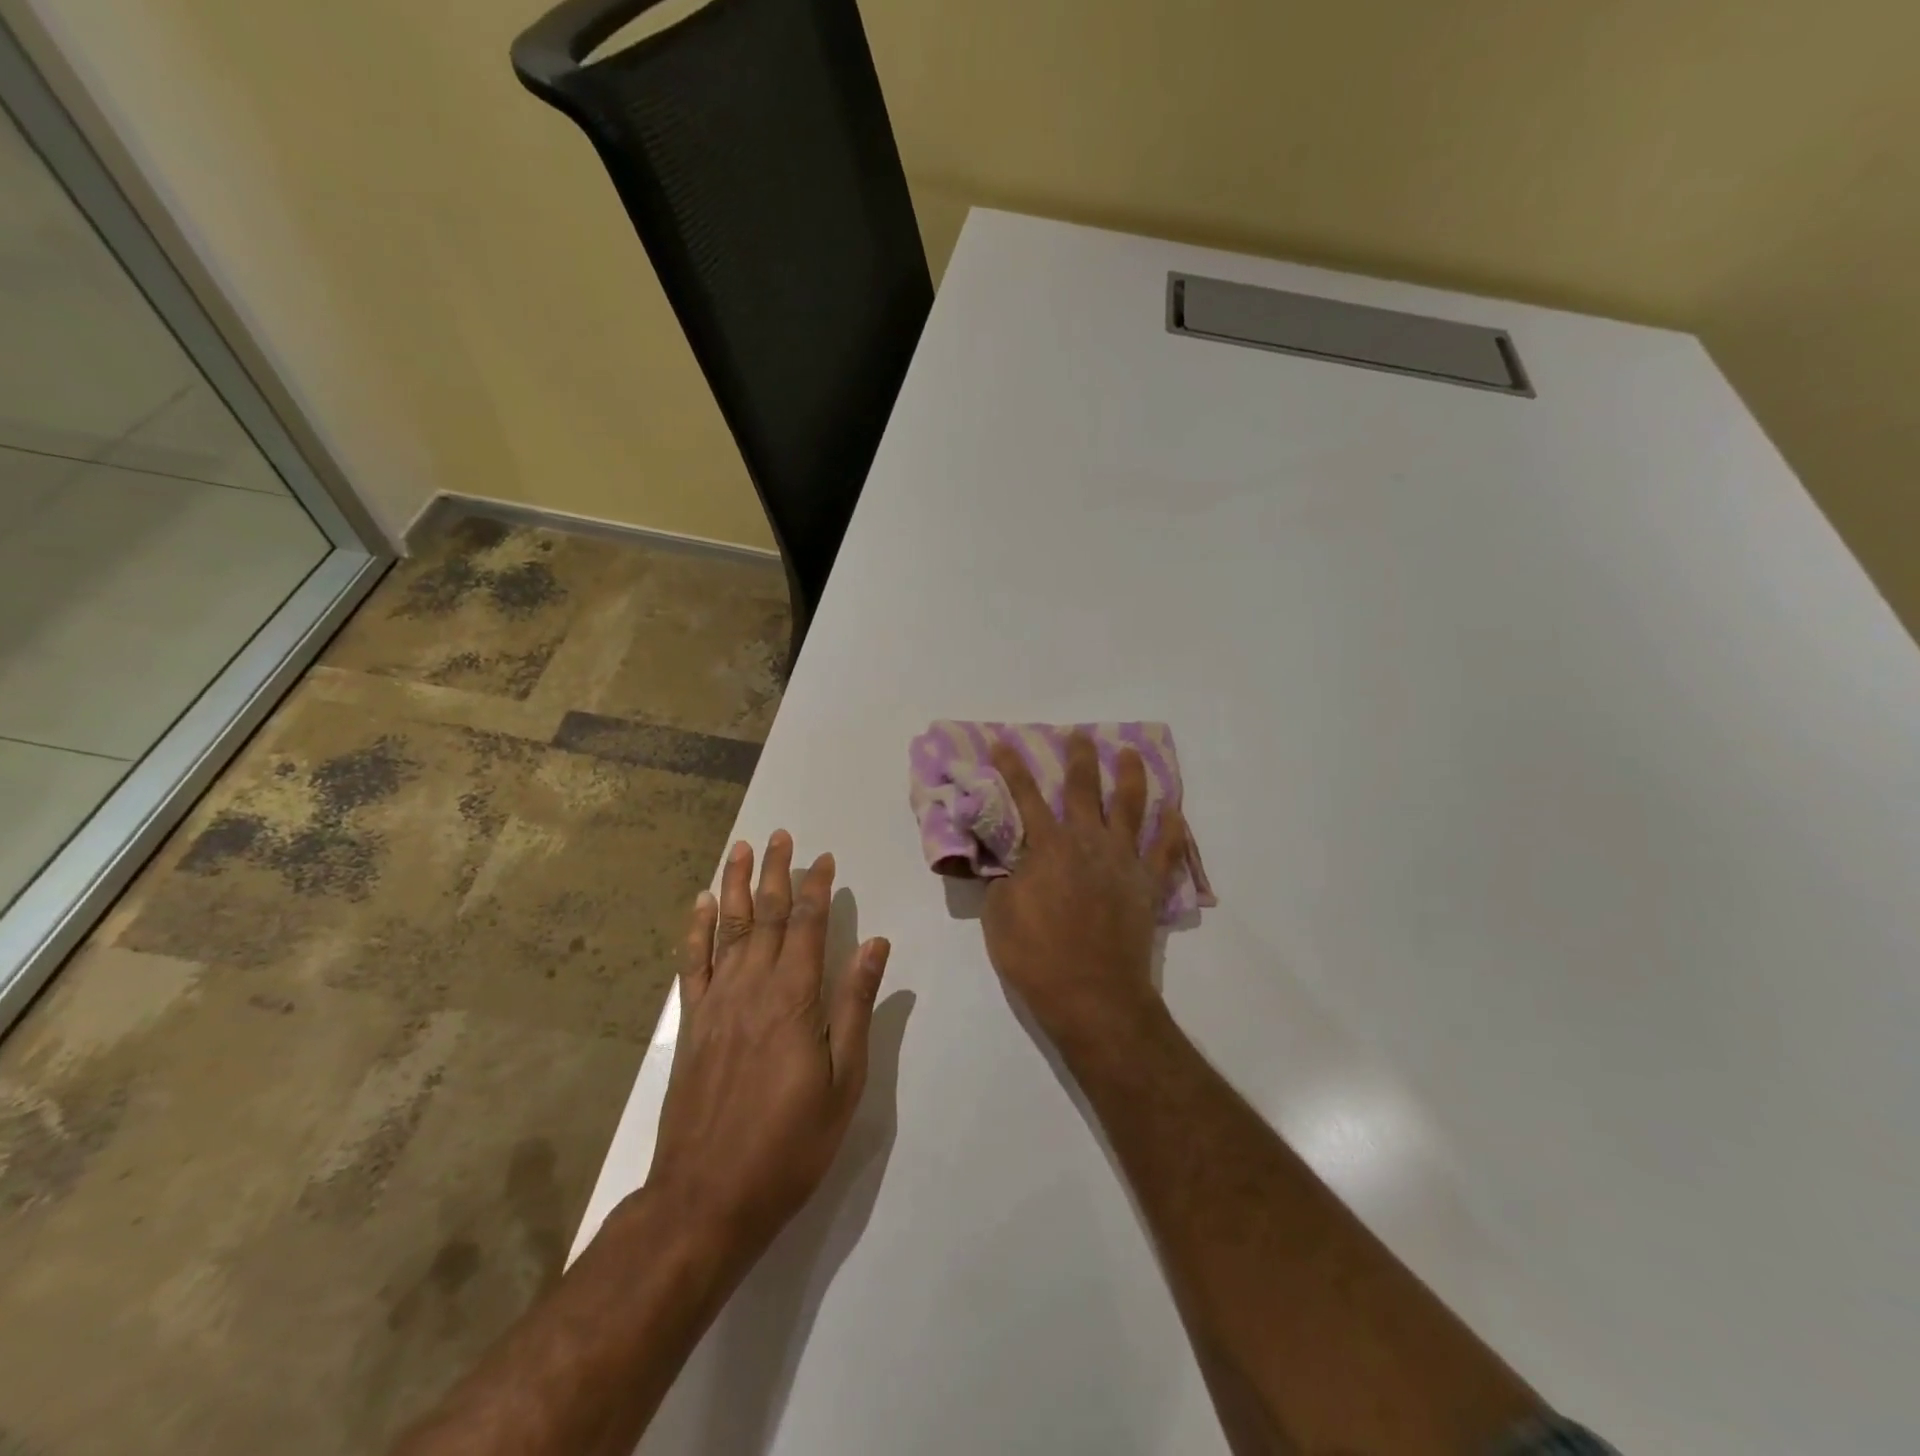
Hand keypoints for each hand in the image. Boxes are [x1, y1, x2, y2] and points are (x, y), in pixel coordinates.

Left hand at [648, 831, 890, 1265]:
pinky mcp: (693, 1024)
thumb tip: (874, 945)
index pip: (807, 925)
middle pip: (765, 915)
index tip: (823, 858)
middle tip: (780, 835)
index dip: (816, 888)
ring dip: (734, 885)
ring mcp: (717, 1003)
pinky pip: (693, 964)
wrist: (707, 1196)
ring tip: (740, 849)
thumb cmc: (790, 1143)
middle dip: (775, 873)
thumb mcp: (844, 1082)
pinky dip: (697, 929)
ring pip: (727, 928)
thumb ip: (856, 1007)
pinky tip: (700, 904)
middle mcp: (753, 987)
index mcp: (795, 999)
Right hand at [983, 734, 1186, 1049]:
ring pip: (1131, 807)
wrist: (1093, 995)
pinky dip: (1173, 829)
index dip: (1012, 768)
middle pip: (1084, 789)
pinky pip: (1166, 850)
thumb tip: (1008, 859)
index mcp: (1048, 847)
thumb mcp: (998, 915)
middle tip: (1080, 735)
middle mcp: (1088, 842)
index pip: (1025, 797)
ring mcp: (1124, 861)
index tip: (1004, 742)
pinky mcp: (1148, 885)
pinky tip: (1175, 810)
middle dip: (1080, 758)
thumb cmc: (1037, 956)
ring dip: (1131, 777)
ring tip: (1132, 753)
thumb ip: (1003, 878)